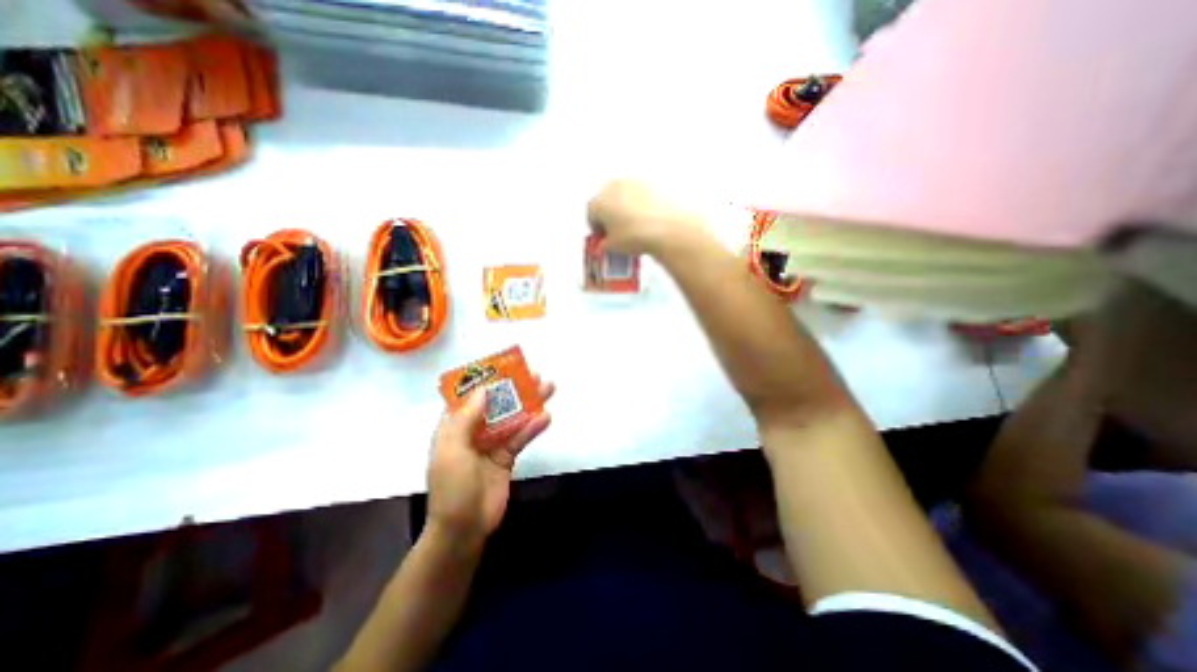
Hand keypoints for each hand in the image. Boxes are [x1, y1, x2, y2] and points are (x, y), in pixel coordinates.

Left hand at [425, 376, 555, 546]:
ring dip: (529, 403)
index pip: (469, 397)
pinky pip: (521, 437)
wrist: (465, 528)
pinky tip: (546, 417)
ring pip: (512, 417)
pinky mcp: (507, 456)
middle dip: (514, 388)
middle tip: (534, 374)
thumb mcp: (452, 450)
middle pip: (496, 404)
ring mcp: (492, 443)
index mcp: (454, 427)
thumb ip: (466, 418)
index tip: (504, 367)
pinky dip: (533, 427)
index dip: (486, 380)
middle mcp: (473, 431)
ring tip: (548, 388)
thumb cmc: (452, 486)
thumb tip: (483, 389)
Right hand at [589, 177, 701, 256]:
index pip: (591, 215)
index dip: (597, 229)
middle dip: (609, 215)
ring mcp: (631, 182)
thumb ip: (603, 245)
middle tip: (617, 232)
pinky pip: (639, 195)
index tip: (603, 239)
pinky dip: (640, 205)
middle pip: (606, 201)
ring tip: (633, 225)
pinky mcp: (650, 182)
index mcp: (598, 202)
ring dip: (624, 208)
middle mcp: (612, 187)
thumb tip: (604, 244)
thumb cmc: (634, 236)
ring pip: (622, 196)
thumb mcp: (613, 248)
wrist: (666, 227)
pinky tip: (646, 218)